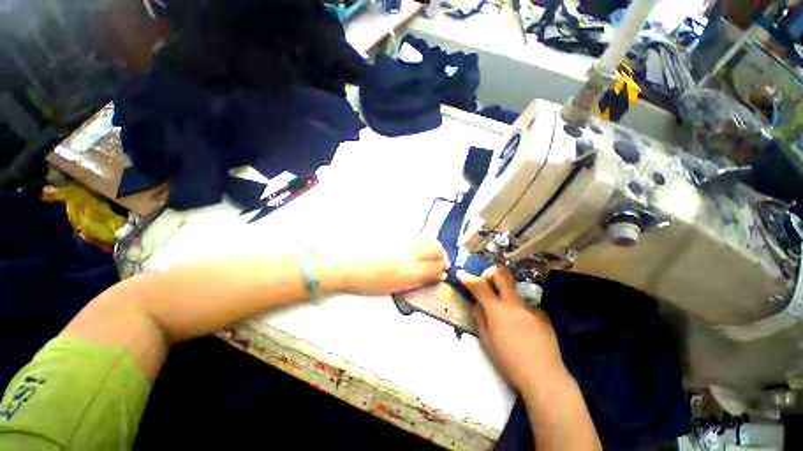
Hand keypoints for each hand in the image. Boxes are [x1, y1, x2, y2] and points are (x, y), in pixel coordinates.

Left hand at [318, 240, 449, 294]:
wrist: (345, 263)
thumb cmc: (365, 281)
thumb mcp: (392, 288)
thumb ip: (413, 282)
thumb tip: (427, 278)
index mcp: (408, 272)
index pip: (435, 269)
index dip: (442, 272)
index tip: (442, 274)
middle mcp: (409, 254)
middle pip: (436, 250)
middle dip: (443, 257)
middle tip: (443, 263)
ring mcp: (403, 243)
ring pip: (428, 241)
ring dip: (435, 248)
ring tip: (434, 254)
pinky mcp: (397, 236)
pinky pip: (416, 239)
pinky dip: (423, 244)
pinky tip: (418, 250)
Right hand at [458, 266, 563, 392]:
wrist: (545, 378)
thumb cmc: (509, 362)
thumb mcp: (486, 341)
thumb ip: (480, 317)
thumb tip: (478, 304)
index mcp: (498, 310)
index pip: (479, 286)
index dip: (468, 278)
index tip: (461, 273)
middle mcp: (515, 303)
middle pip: (502, 275)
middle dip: (490, 273)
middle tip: (485, 282)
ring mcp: (531, 308)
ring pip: (514, 291)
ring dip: (505, 296)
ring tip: (506, 317)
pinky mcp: (543, 316)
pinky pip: (526, 307)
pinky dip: (518, 311)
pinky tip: (522, 330)